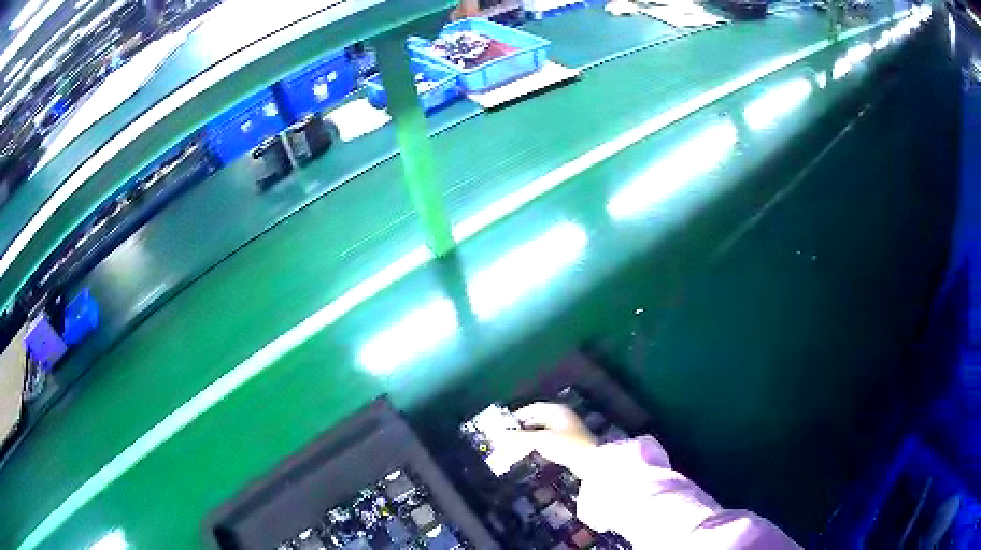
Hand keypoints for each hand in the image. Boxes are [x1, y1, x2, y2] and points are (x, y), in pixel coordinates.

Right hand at [501, 402, 598, 477]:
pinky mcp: (570, 443)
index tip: (504, 424)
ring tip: (515, 447)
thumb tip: (499, 435)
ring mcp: (567, 430)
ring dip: (528, 438)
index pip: (533, 408)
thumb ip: (519, 437)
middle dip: (521, 428)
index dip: (517, 415)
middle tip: (507, 438)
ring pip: (542, 431)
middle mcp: (562, 417)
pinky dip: (537, 445)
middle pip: (537, 419)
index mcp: (557, 410)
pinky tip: (531, 453)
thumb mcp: (540, 440)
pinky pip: (549, 440)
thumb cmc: (567, 445)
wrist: (592, 462)